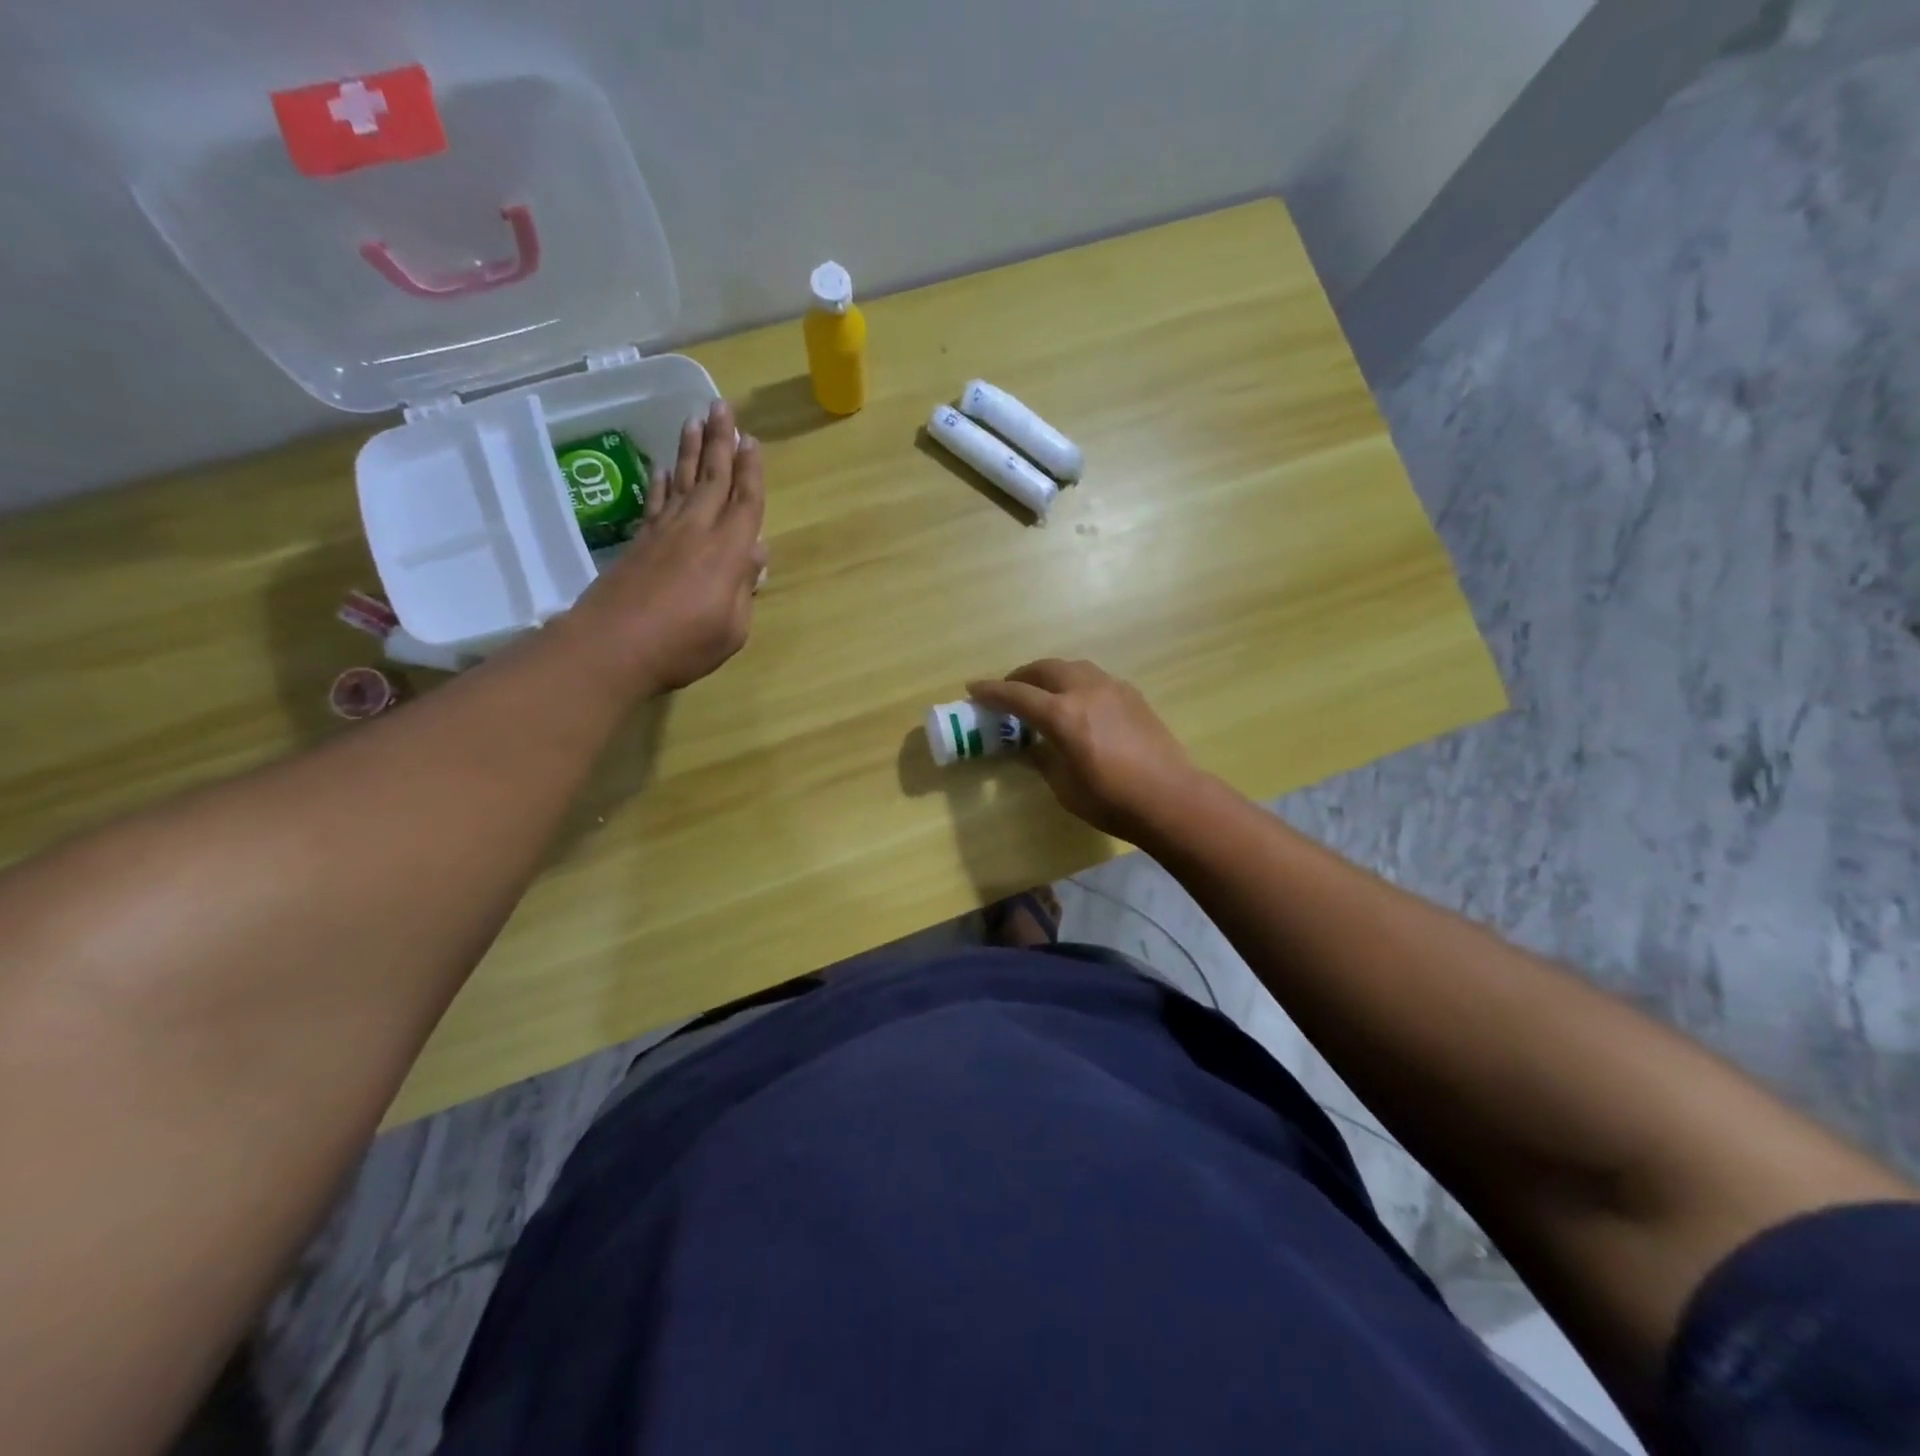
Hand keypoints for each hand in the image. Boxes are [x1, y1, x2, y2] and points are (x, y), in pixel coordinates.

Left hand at [567, 400, 768, 695]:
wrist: (613, 647)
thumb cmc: (683, 645)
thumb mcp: (732, 629)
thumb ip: (744, 589)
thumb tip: (756, 553)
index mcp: (728, 552)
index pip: (745, 502)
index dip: (751, 471)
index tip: (751, 440)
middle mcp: (697, 531)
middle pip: (713, 478)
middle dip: (720, 441)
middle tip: (723, 406)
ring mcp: (665, 533)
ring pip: (684, 481)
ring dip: (691, 450)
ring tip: (695, 419)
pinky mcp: (640, 542)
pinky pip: (655, 502)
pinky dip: (661, 482)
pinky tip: (664, 467)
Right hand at [967, 660, 1200, 842]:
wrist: (1170, 798)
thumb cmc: (1111, 800)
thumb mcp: (1064, 786)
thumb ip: (1043, 759)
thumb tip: (1032, 747)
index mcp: (1062, 715)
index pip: (1017, 695)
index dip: (991, 692)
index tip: (973, 688)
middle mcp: (1085, 690)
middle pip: (1044, 669)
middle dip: (1021, 676)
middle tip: (1008, 690)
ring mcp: (1112, 688)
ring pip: (1072, 667)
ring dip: (1050, 674)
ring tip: (1042, 691)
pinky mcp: (1132, 695)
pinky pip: (1094, 678)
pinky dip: (1076, 682)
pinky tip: (1077, 702)